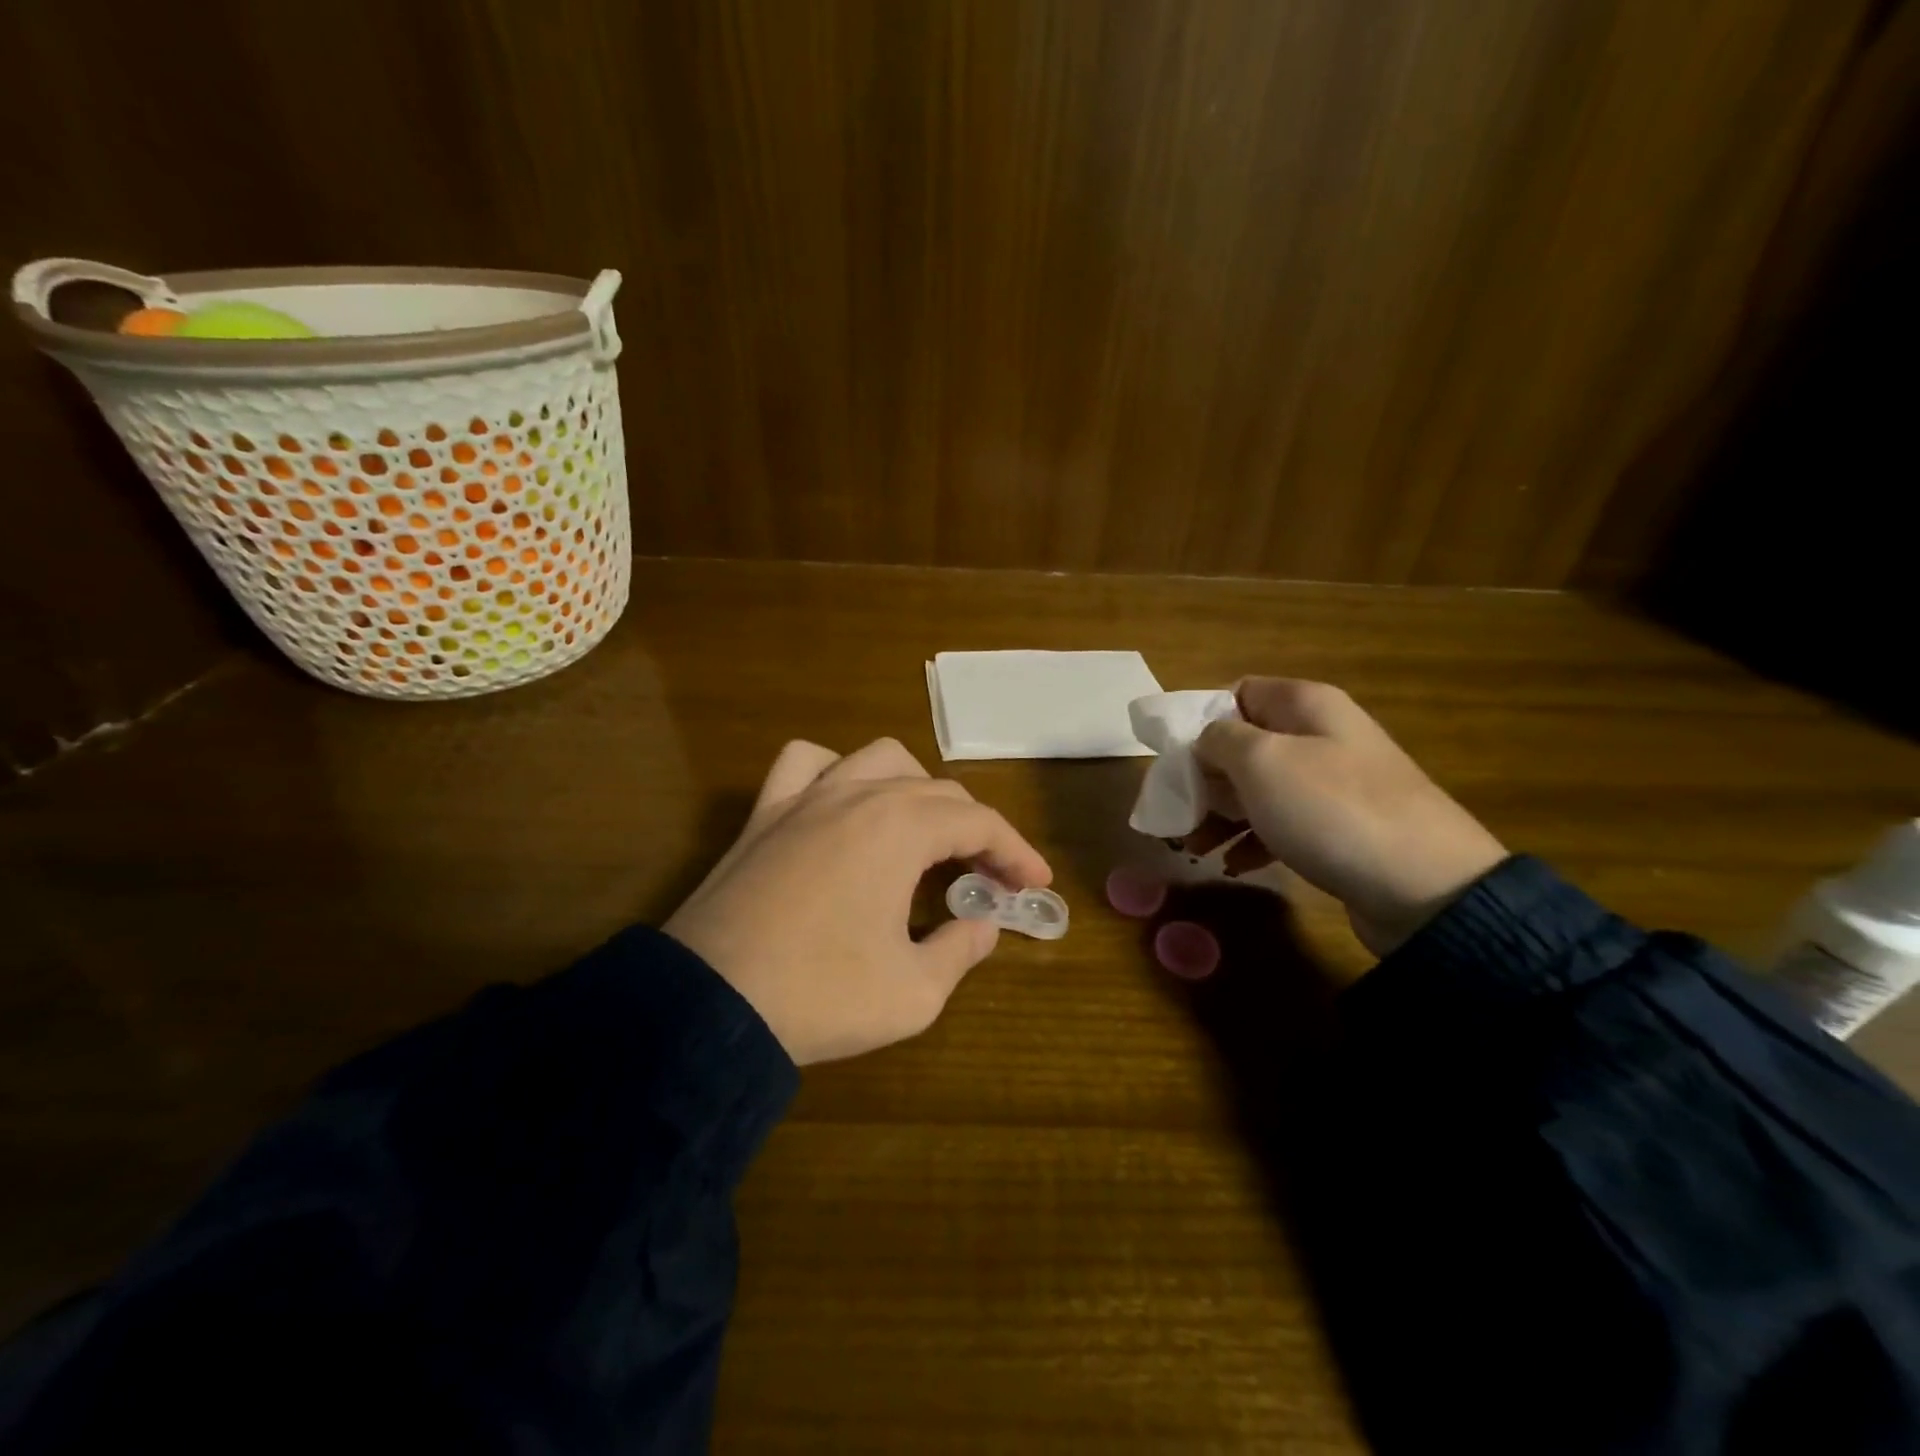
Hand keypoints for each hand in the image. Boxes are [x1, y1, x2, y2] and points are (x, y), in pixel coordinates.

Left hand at [664, 738, 1051, 1064]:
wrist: (707, 1006)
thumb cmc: (819, 996)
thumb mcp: (913, 993)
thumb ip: (960, 951)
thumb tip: (982, 925)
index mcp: (900, 828)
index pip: (979, 823)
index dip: (1016, 852)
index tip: (1034, 885)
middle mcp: (858, 795)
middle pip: (938, 792)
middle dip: (975, 830)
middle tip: (989, 878)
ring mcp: (806, 797)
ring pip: (879, 760)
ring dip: (916, 790)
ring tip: (925, 834)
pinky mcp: (765, 814)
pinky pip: (805, 764)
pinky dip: (835, 771)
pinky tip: (843, 803)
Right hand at [1193, 679, 1505, 955]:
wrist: (1425, 887)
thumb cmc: (1331, 808)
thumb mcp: (1261, 761)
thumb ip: (1219, 740)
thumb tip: (1206, 741)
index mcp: (1306, 705)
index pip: (1238, 692)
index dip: (1200, 719)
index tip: (1174, 756)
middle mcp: (1321, 736)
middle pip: (1244, 744)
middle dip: (1204, 777)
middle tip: (1177, 809)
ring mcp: (1333, 785)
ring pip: (1259, 789)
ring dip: (1220, 814)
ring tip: (1193, 847)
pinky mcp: (1339, 829)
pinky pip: (1281, 824)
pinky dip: (1252, 841)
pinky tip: (1232, 865)